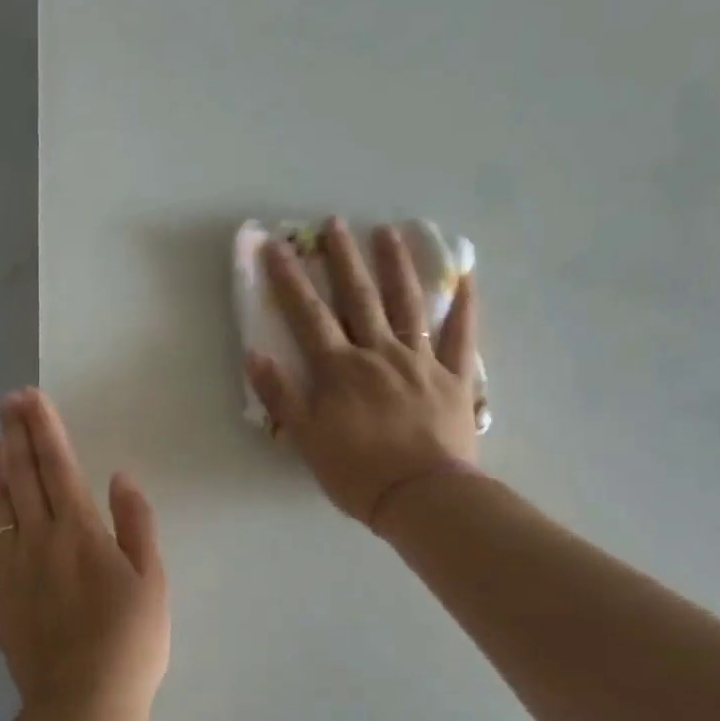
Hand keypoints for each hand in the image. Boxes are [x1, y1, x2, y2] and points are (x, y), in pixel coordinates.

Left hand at [0, 389, 169, 720]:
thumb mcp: (151, 579)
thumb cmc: (130, 641)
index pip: (57, 465)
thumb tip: (120, 477)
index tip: (31, 398)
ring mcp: (11, 568)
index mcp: (79, 530)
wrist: (84, 703)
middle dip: (15, 434)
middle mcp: (39, 539)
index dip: (44, 428)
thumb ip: (136, 524)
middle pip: (22, 476)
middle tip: (7, 402)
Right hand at [248, 218, 481, 526]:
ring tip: (389, 231)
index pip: (308, 315)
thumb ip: (280, 396)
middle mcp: (378, 353)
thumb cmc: (357, 473)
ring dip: (397, 266)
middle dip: (343, 258)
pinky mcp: (455, 378)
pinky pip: (463, 336)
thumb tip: (254, 354)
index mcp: (340, 370)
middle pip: (359, 297)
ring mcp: (421, 362)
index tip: (275, 246)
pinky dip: (465, 305)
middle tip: (334, 222)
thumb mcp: (306, 439)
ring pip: (408, 304)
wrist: (422, 498)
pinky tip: (465, 277)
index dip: (289, 279)